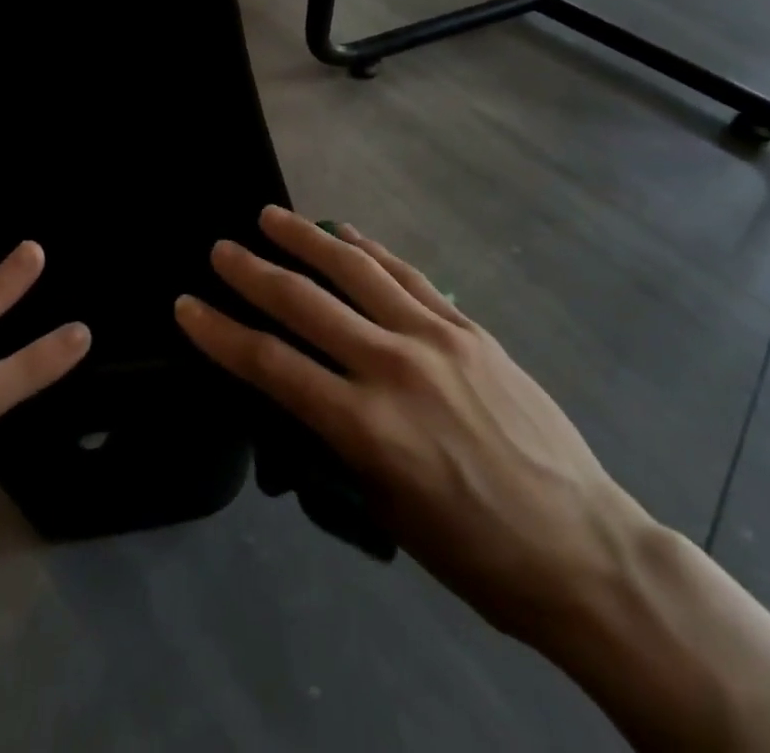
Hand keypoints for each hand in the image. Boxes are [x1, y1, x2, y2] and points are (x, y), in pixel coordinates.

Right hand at [174, 207, 648, 647]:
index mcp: (367, 427)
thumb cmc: (476, 553)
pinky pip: (408, 276)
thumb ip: (338, 446)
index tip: (186, 306)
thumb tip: (303, 396)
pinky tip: (344, 233)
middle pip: (306, 304)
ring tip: (270, 217)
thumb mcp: (386, 513)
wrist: (583, 548)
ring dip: (306, 239)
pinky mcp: (470, 327)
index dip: (221, 333)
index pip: (272, 365)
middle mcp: (395, 367)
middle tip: (219, 249)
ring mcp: (437, 338)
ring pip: (356, 271)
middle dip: (253, 274)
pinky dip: (370, 251)